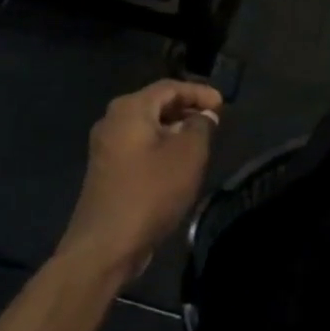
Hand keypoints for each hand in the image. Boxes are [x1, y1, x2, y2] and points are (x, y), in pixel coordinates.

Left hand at [58, 79, 223, 280]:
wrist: (107, 243)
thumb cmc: (151, 192)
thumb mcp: (188, 155)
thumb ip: (201, 126)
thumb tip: (204, 115)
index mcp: (129, 109)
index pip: (169, 87)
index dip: (199, 92)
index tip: (223, 104)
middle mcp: (112, 120)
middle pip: (156, 104)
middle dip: (187, 109)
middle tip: (214, 120)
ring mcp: (106, 147)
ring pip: (147, 127)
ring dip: (175, 130)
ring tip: (202, 141)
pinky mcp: (107, 170)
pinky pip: (139, 147)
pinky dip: (161, 146)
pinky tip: (178, 163)